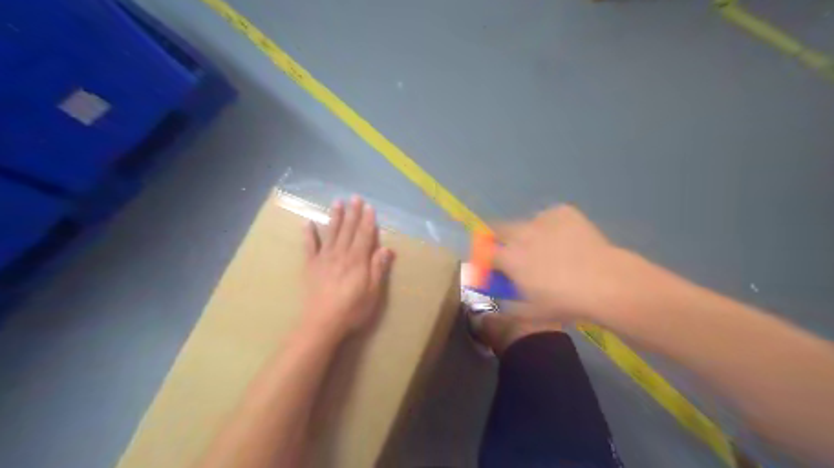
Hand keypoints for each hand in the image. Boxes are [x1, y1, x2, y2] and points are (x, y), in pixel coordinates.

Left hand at [304, 196, 395, 336]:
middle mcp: (341, 254)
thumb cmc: (352, 309)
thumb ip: (378, 269)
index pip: (365, 236)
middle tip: (355, 197)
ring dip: (335, 217)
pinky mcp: (310, 266)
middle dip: (353, 213)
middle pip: (349, 230)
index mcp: (357, 260)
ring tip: (337, 202)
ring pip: (331, 233)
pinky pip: (309, 246)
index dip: (368, 221)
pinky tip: (307, 223)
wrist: (322, 323)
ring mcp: (324, 258)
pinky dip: (308, 234)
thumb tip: (387, 248)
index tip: (370, 207)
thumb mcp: (373, 292)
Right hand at [495, 205, 643, 321]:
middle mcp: (519, 234)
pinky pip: (549, 217)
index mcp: (508, 257)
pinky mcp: (562, 211)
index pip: (485, 252)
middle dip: (500, 238)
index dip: (485, 258)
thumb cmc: (564, 301)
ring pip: (526, 223)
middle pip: (498, 229)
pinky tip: (565, 239)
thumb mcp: (530, 311)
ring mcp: (541, 219)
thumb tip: (500, 295)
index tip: (491, 265)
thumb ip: (508, 302)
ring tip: (547, 247)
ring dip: (528, 234)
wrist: (605, 282)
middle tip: (513, 252)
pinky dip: (551, 226)